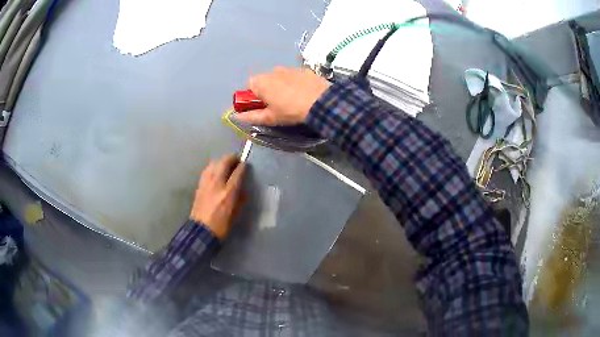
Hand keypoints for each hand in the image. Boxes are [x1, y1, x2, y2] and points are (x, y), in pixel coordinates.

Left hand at [190, 154, 245, 239]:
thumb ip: (240, 199)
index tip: (245, 164)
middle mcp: (217, 184)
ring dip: (221, 161)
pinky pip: (206, 170)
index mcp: (228, 193)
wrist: (201, 231)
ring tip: (226, 164)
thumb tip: (243, 190)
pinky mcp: (199, 186)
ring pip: (213, 163)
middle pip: (224, 162)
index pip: (237, 173)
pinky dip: (212, 167)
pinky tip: (215, 170)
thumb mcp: (236, 214)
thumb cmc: (222, 226)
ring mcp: (206, 183)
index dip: (242, 166)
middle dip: (232, 158)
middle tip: (236, 159)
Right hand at [234, 67, 330, 125]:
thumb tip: (236, 116)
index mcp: (261, 81)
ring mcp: (289, 68)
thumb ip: (251, 116)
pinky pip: (293, 76)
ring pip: (279, 77)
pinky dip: (294, 83)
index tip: (261, 107)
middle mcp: (272, 71)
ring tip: (292, 100)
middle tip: (276, 105)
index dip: (253, 97)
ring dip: (281, 86)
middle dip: (267, 91)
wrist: (321, 101)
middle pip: (264, 80)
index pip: (248, 86)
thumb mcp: (270, 118)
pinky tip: (302, 93)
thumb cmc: (290, 111)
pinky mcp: (303, 70)